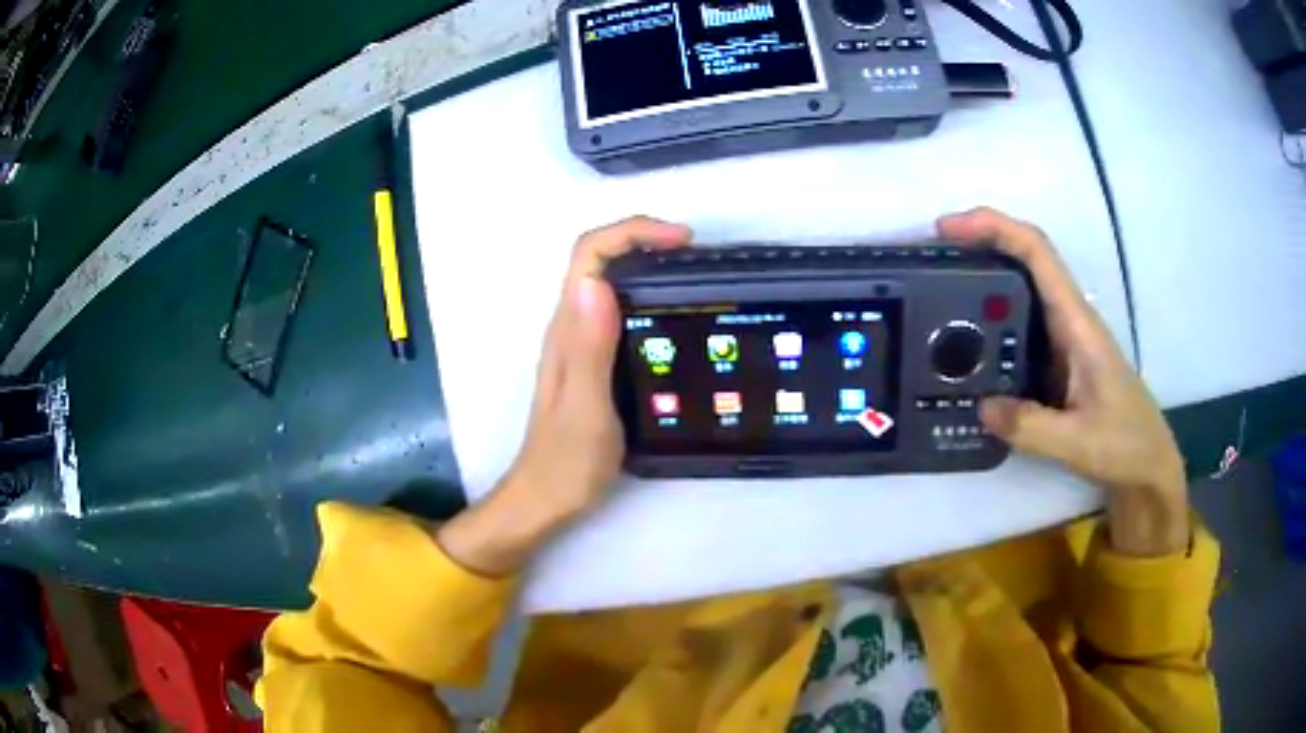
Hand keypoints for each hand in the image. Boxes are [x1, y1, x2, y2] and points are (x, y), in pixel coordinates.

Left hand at [436, 217, 692, 575]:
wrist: (546, 499)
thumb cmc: (567, 461)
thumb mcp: (586, 407)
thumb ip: (591, 348)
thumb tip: (598, 283)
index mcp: (567, 329)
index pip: (589, 254)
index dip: (632, 232)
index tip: (682, 241)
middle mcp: (571, 326)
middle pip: (599, 259)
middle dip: (644, 241)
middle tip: (697, 256)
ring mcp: (581, 344)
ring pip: (609, 283)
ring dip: (648, 266)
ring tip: (695, 279)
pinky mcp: (594, 362)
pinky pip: (619, 312)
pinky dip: (648, 298)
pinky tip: (676, 319)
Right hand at [938, 208, 1188, 556]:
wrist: (1148, 466)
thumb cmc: (1124, 445)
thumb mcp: (1078, 442)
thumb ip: (1029, 427)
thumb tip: (980, 407)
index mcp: (1078, 323)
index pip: (1037, 253)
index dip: (993, 227)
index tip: (947, 229)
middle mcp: (1069, 320)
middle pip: (1023, 261)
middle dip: (978, 247)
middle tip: (930, 264)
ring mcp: (1064, 340)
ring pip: (1020, 294)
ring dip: (981, 284)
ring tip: (937, 298)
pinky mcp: (1058, 362)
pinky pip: (1019, 329)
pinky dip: (990, 324)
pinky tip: (966, 348)